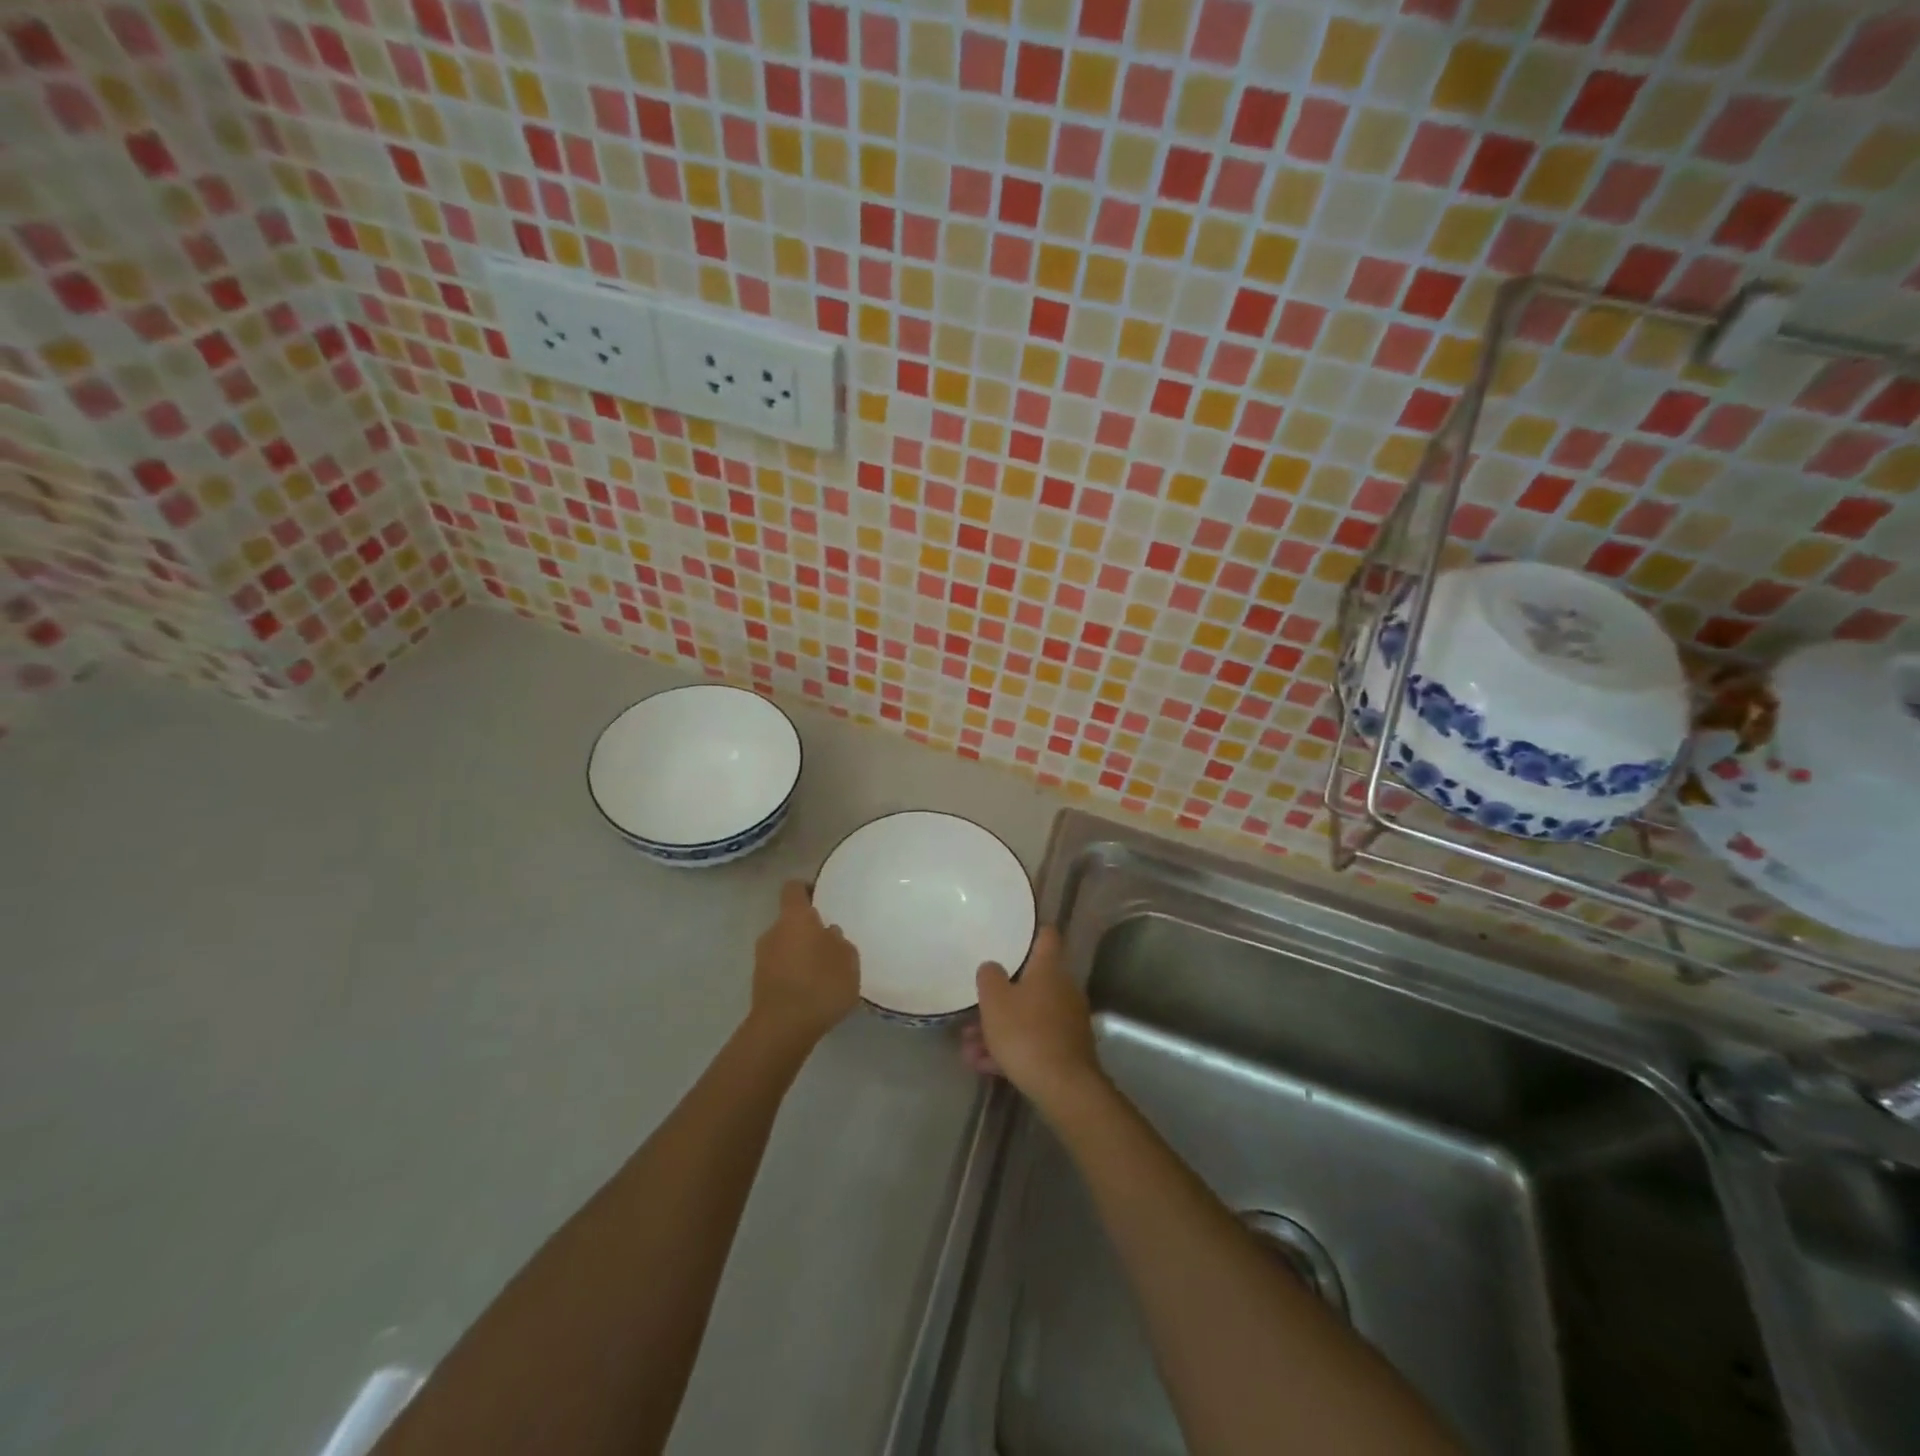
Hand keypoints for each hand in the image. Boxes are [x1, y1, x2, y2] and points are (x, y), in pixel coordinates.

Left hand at [751, 881, 859, 1046]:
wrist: (783, 1028)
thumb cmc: (821, 984)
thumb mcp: (848, 960)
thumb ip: (839, 942)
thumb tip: (828, 934)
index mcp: (794, 918)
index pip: (794, 888)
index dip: (807, 889)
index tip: (822, 898)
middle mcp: (773, 931)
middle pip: (790, 921)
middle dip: (808, 930)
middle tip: (831, 945)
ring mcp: (762, 958)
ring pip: (785, 946)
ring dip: (801, 953)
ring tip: (824, 972)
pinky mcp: (759, 983)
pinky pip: (780, 968)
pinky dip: (794, 973)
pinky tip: (812, 991)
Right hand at [970, 927, 1102, 1112]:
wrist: (1064, 1087)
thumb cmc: (1026, 1033)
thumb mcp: (995, 1001)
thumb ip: (989, 977)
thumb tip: (992, 967)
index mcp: (1049, 969)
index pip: (1046, 936)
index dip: (1031, 931)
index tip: (1014, 933)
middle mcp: (1063, 989)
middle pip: (1029, 983)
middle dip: (1000, 997)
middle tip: (974, 1010)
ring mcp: (1067, 1020)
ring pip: (1027, 1016)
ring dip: (999, 1029)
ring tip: (969, 1048)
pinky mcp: (1067, 1050)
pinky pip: (1034, 1040)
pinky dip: (1011, 1049)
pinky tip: (984, 1066)